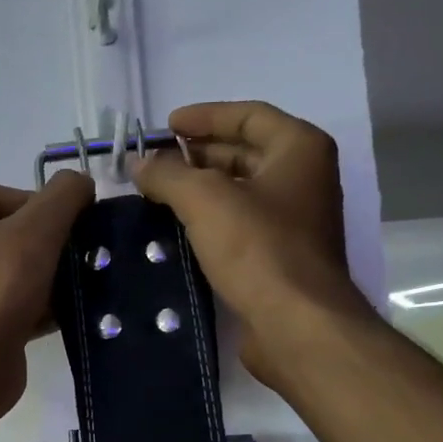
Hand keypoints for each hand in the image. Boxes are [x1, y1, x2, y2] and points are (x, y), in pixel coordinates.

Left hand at [0, 172, 95, 406]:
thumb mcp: (37, 230)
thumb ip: (63, 196)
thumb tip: (80, 182)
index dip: (36, 206)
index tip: (68, 227)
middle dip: (36, 247)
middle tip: (70, 258)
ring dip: (32, 280)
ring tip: (67, 288)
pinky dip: (20, 310)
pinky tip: (53, 318)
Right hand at [134, 101, 372, 389]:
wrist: (296, 325)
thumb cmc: (258, 249)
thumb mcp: (205, 200)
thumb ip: (168, 174)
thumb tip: (139, 163)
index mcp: (299, 149)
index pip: (248, 116)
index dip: (204, 116)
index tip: (164, 127)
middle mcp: (303, 179)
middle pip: (244, 153)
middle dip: (197, 156)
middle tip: (154, 165)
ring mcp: (294, 221)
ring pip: (240, 193)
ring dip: (200, 191)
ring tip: (157, 196)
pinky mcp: (280, 258)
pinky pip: (239, 227)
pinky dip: (209, 223)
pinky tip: (177, 232)